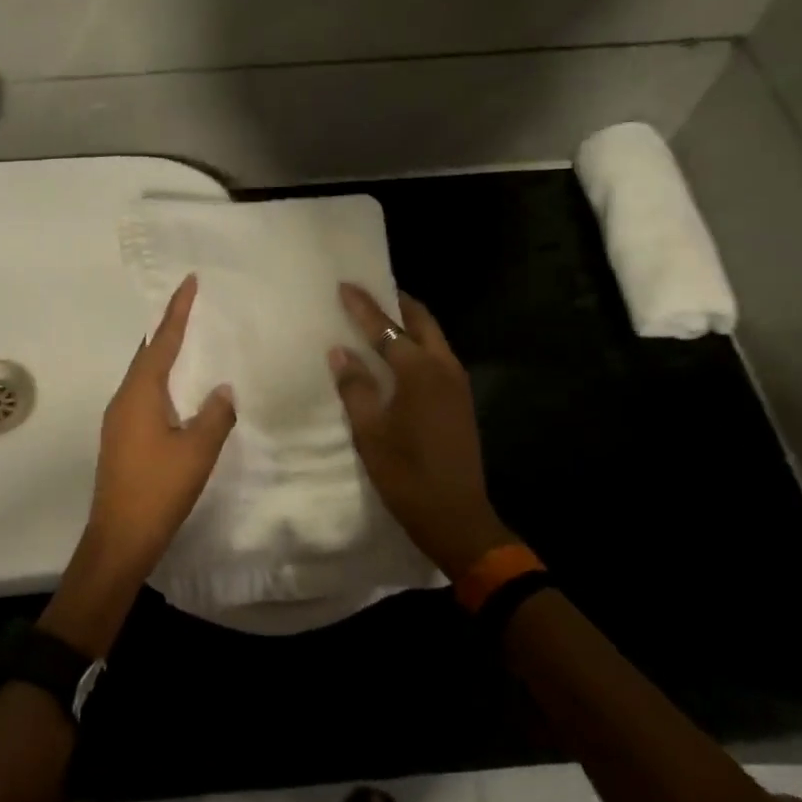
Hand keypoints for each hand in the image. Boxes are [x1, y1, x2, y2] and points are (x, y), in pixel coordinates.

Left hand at [87, 273, 236, 575]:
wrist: (120, 538)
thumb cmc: (158, 489)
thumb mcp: (197, 450)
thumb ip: (215, 415)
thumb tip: (224, 390)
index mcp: (141, 393)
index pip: (162, 341)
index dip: (177, 311)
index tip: (188, 282)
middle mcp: (124, 399)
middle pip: (147, 353)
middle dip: (167, 328)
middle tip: (190, 306)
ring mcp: (119, 420)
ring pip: (144, 376)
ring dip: (164, 356)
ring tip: (188, 342)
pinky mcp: (121, 439)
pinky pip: (143, 395)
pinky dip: (161, 381)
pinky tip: (178, 392)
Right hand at [331, 285, 513, 578]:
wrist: (457, 517)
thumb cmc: (406, 474)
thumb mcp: (370, 432)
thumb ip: (355, 387)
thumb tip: (340, 352)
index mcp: (419, 371)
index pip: (386, 328)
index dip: (363, 306)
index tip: (345, 285)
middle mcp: (444, 367)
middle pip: (421, 321)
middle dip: (396, 302)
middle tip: (370, 292)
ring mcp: (457, 384)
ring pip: (433, 337)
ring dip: (409, 323)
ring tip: (381, 319)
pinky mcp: (460, 400)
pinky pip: (437, 356)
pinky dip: (418, 344)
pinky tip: (398, 356)